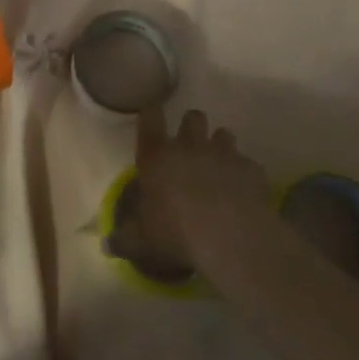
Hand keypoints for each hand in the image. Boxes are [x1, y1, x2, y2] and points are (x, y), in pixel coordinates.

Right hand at [109, 108, 269, 274]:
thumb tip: (107, 246)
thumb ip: (125, 240)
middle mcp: (190, 146)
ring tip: (219, 167)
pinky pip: (248, 164)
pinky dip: (245, 174)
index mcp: (157, 156)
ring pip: (224, 133)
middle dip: (192, 126)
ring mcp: (224, 154)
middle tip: (191, 146)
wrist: (230, 237)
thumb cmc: (177, 233)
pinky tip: (244, 193)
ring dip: (220, 146)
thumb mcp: (143, 241)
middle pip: (193, 117)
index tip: (153, 114)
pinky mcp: (251, 169)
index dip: (151, 113)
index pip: (150, 118)